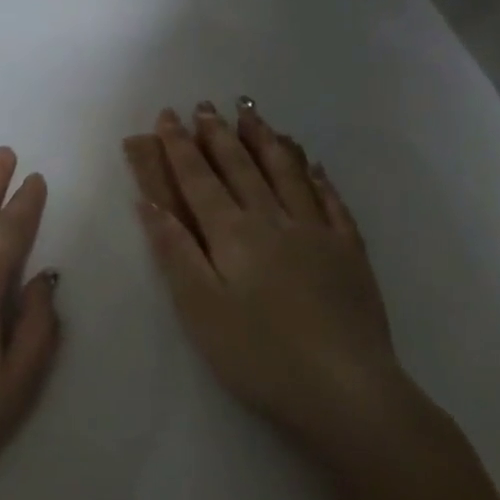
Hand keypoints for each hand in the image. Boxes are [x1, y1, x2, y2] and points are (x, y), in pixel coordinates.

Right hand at [125, 101, 417, 466]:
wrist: (348, 394)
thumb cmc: (260, 356)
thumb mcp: (200, 309)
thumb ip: (175, 251)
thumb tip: (148, 202)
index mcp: (233, 234)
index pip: (198, 179)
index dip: (179, 147)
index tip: (166, 117)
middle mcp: (273, 220)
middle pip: (240, 167)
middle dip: (217, 134)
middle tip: (204, 106)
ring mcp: (317, 233)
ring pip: (286, 173)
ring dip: (264, 140)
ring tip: (251, 113)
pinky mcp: (350, 254)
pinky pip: (332, 202)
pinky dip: (317, 177)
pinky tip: (313, 164)